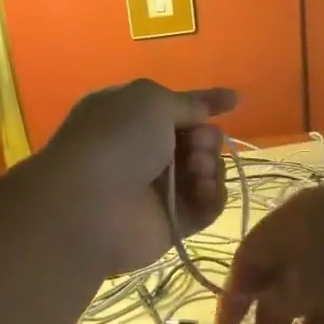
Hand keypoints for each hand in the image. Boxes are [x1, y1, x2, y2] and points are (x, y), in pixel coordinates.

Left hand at [39, 79, 238, 275]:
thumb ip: (187, 102)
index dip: (205, 103)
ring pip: (205, 172)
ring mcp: (158, 189)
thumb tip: (216, 103)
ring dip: (211, 165)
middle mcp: (143, 151)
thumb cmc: (116, 140)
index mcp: (130, 116)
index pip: (176, 107)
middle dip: (207, 137)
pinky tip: (202, 189)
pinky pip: (206, 206)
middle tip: (199, 142)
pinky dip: (212, 195)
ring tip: (198, 167)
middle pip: (196, 140)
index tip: (234, 101)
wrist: (89, 205)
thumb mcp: (150, 101)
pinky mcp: (172, 222)